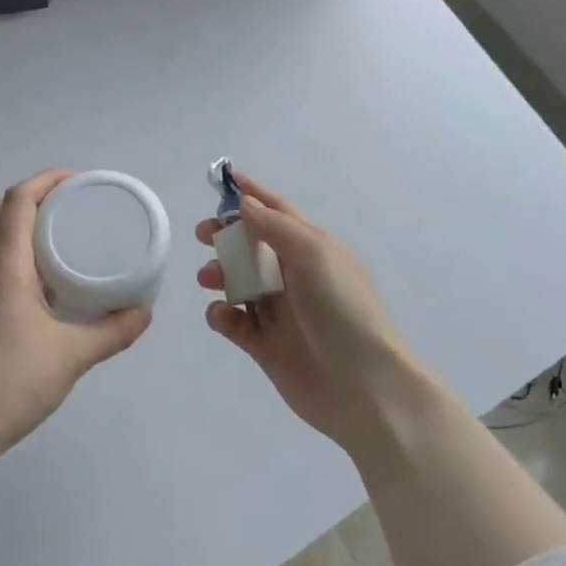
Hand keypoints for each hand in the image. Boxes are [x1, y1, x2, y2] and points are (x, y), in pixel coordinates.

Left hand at [0, 171, 152, 454]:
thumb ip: (112, 332)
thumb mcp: (72, 356)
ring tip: (64, 234)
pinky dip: (17, 249)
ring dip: (24, 222)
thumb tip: (144, 313)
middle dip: (37, 196)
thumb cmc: (9, 382)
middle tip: (75, 204)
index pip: (17, 200)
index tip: (77, 181)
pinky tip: (45, 279)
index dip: (45, 180)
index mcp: (4, 265)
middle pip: (2, 211)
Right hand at [196, 177, 424, 455]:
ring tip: (208, 278)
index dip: (253, 194)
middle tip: (203, 234)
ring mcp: (280, 312)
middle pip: (253, 245)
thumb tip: (245, 203)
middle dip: (226, 235)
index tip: (224, 179)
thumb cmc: (341, 309)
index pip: (278, 211)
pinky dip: (222, 315)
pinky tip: (221, 315)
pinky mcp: (266, 346)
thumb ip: (275, 227)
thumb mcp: (313, 254)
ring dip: (220, 274)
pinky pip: (235, 323)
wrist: (363, 386)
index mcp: (312, 248)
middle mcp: (295, 275)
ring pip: (240, 282)